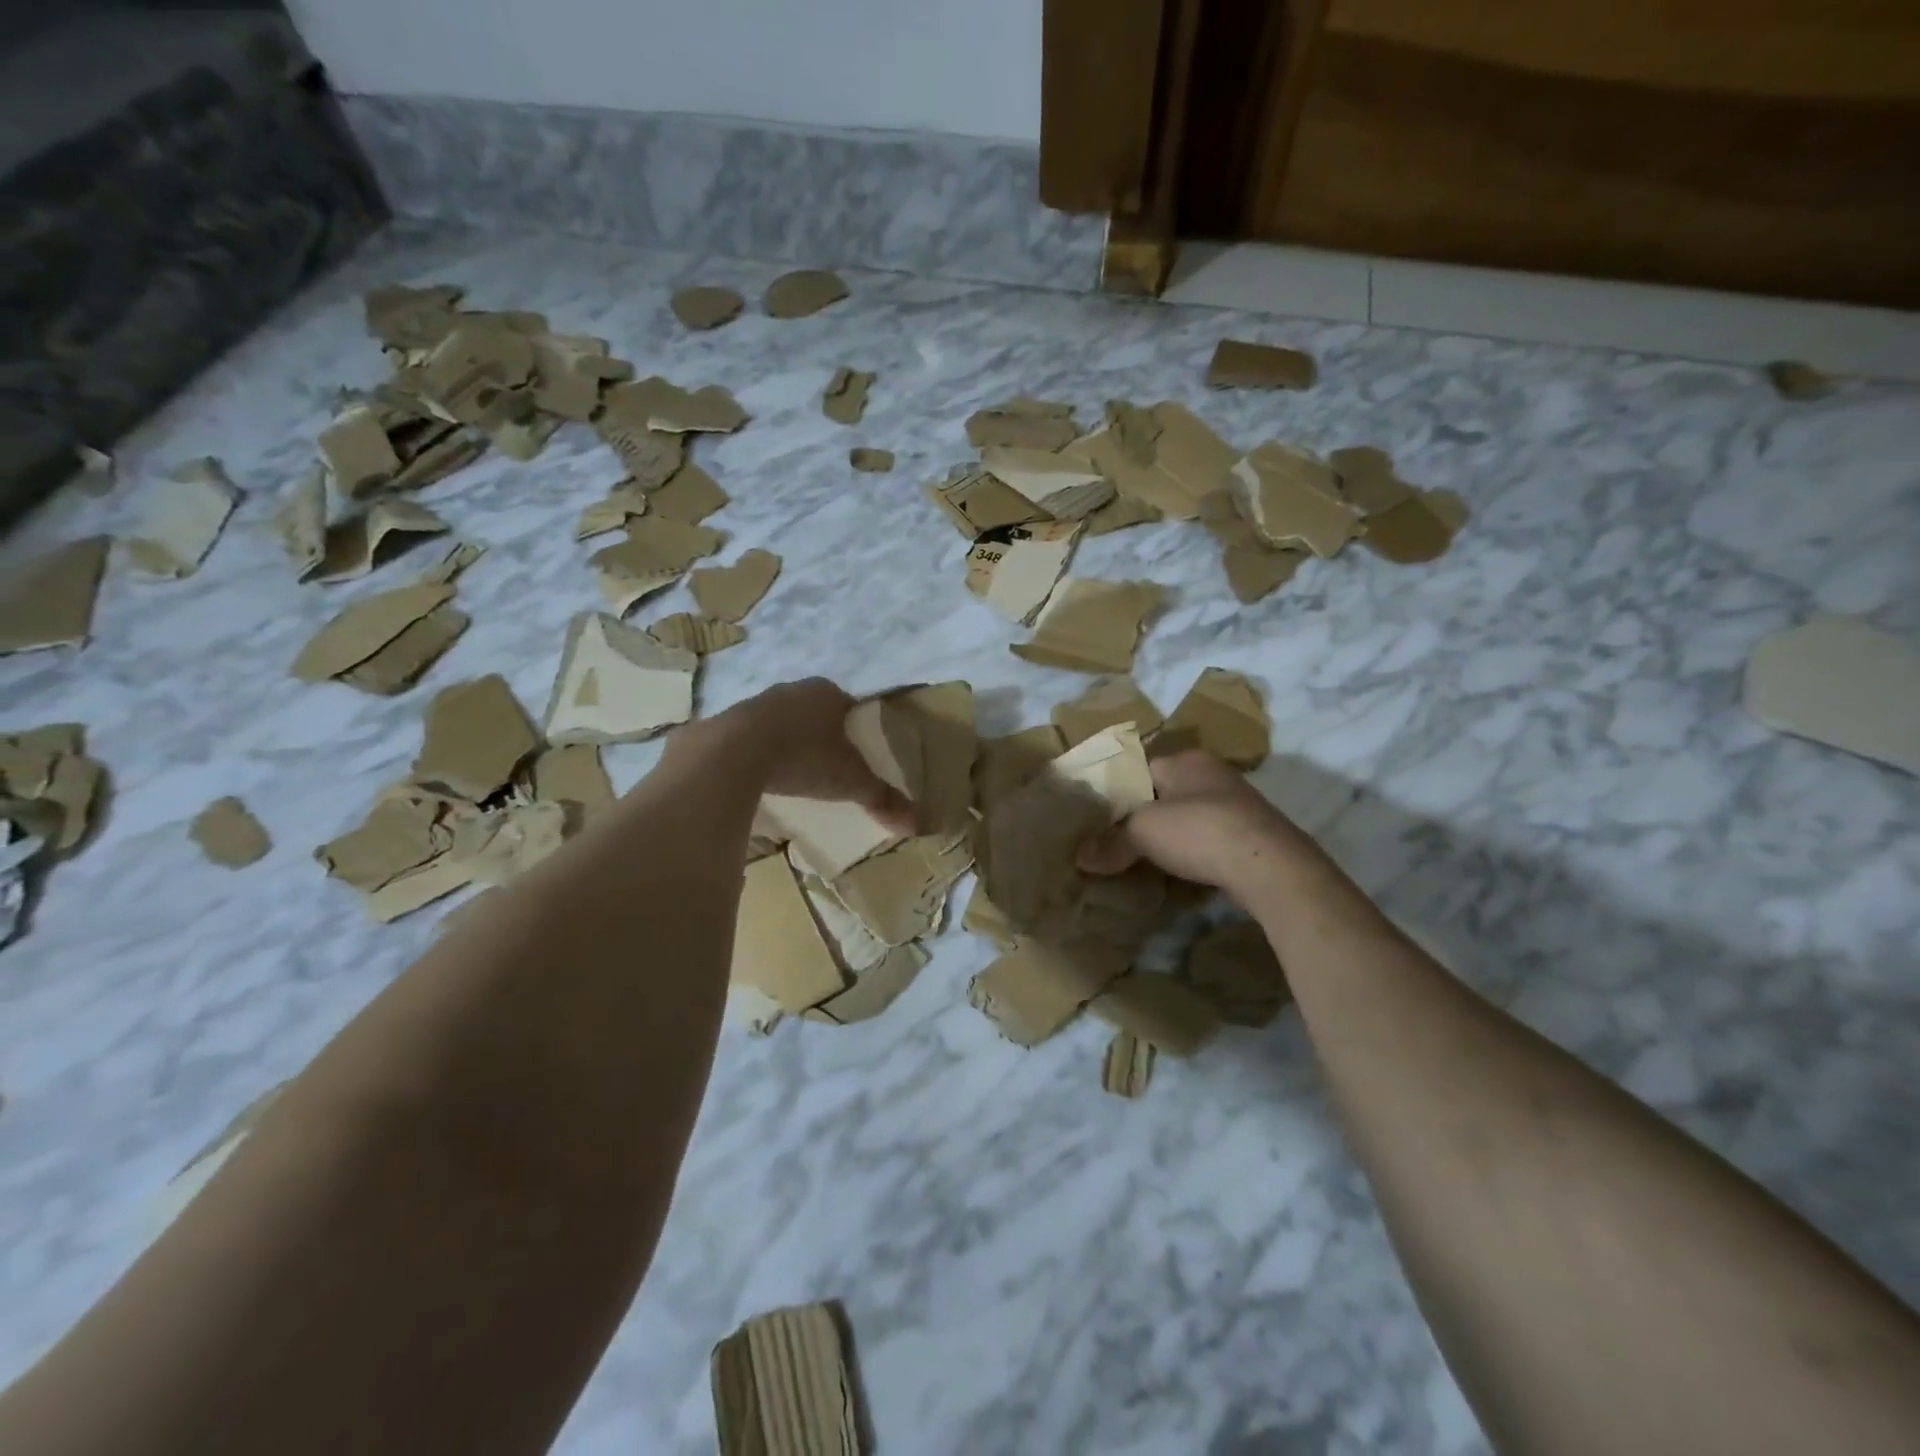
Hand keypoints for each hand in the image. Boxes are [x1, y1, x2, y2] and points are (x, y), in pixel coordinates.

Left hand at [707, 678, 915, 834]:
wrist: (734, 753)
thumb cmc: (804, 757)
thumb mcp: (850, 781)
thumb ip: (881, 799)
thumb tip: (916, 824)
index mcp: (826, 693)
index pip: (848, 704)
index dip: (854, 726)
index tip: (856, 751)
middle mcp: (791, 690)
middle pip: (813, 711)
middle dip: (820, 734)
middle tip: (828, 765)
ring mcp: (755, 704)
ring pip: (780, 722)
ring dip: (787, 742)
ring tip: (794, 774)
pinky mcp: (726, 724)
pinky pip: (749, 738)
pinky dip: (758, 754)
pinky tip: (760, 777)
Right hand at [1077, 749, 1313, 897]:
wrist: (1269, 866)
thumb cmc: (1199, 831)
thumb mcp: (1143, 833)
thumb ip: (1111, 843)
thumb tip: (1080, 858)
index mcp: (1186, 759)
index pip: (1140, 766)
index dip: (1117, 789)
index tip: (1099, 813)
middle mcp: (1212, 773)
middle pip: (1164, 791)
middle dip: (1143, 813)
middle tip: (1115, 837)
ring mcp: (1236, 803)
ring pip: (1188, 815)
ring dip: (1170, 834)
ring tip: (1140, 855)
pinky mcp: (1250, 834)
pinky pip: (1208, 838)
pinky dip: (1192, 850)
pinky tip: (1176, 868)